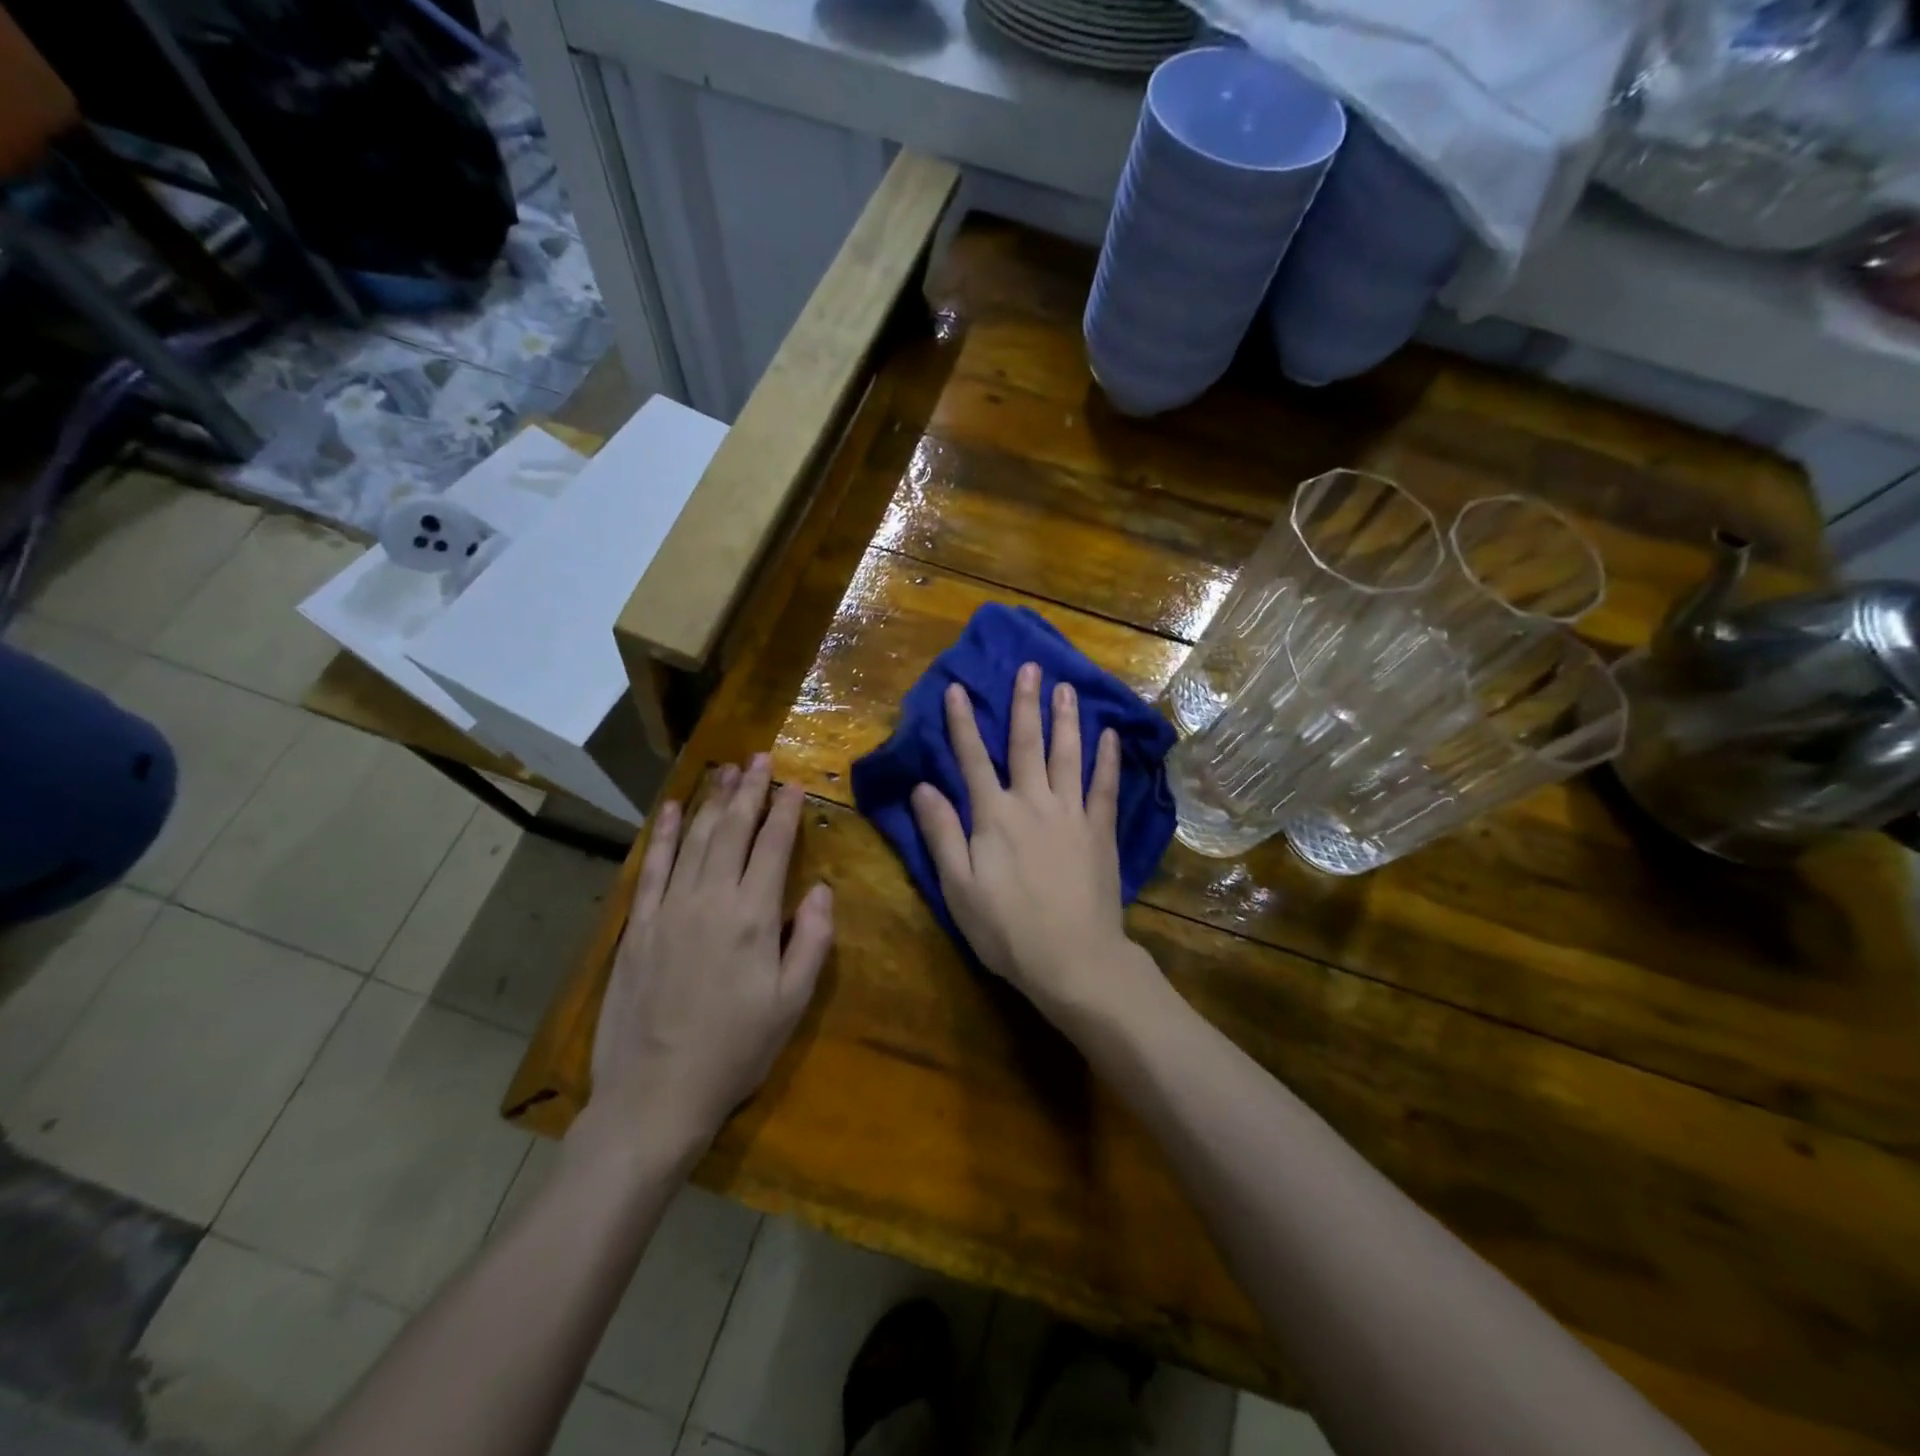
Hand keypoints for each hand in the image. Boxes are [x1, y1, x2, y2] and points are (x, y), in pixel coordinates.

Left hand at [585, 755, 833, 1159]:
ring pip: (694, 839)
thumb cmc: (735, 1051)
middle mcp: (710, 900)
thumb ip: (811, 940)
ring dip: (712, 801)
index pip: (773, 847)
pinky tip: (671, 810)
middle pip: (733, 830)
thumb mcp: (792, 1003)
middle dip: (750, 790)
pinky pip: (653, 867)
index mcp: (753, 917)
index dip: (785, 811)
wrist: (654, 1095)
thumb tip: (820, 888)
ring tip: (726, 770)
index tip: (795, 783)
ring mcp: (669, 909)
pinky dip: (664, 834)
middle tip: (760, 757)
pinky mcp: (639, 925)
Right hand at [910, 663, 1142, 1020]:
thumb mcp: (958, 886)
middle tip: (1029, 667)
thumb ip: (942, 833)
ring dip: (1066, 719)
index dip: (962, 723)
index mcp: (994, 816)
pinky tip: (1108, 735)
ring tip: (1066, 687)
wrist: (1073, 959)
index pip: (973, 759)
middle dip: (1024, 703)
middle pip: (1027, 744)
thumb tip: (923, 787)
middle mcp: (1033, 803)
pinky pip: (1105, 787)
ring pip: (1068, 755)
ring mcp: (1072, 814)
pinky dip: (1106, 759)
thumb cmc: (1007, 929)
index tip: (956, 688)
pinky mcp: (1101, 831)